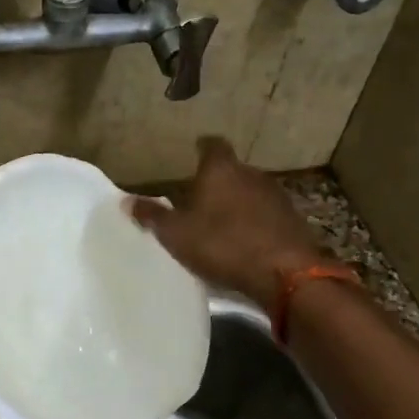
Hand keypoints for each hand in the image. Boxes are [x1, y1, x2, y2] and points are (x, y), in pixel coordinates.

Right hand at [127, 137, 329, 310]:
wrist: (284, 273)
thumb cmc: (222, 244)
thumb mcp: (176, 234)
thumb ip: (152, 216)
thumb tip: (126, 201)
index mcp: (220, 170)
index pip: (212, 145)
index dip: (203, 148)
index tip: (195, 152)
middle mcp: (251, 174)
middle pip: (232, 170)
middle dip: (219, 181)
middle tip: (201, 197)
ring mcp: (276, 196)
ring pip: (251, 192)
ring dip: (239, 202)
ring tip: (222, 221)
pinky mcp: (293, 220)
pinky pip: (267, 215)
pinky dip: (256, 222)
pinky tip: (246, 240)